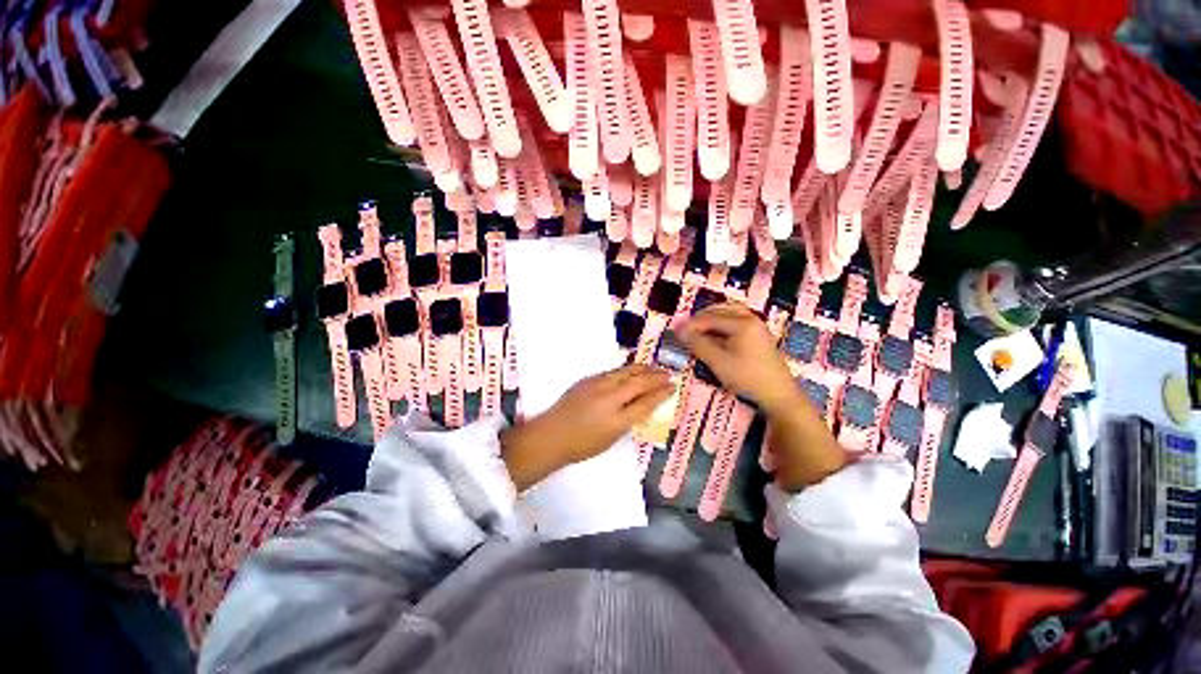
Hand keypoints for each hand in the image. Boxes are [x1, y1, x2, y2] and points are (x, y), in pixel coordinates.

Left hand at [501, 365, 672, 489]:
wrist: (550, 435)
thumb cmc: (581, 445)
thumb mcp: (610, 439)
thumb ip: (628, 420)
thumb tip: (642, 404)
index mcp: (616, 420)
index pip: (645, 403)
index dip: (661, 394)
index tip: (673, 387)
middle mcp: (609, 399)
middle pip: (638, 383)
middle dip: (655, 377)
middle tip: (669, 374)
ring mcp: (597, 386)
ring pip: (625, 372)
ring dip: (643, 369)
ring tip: (655, 367)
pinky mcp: (588, 379)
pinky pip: (613, 372)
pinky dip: (627, 369)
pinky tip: (633, 368)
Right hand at [674, 303, 800, 413]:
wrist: (779, 394)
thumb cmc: (747, 377)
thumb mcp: (718, 362)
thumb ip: (698, 344)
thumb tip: (680, 331)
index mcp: (742, 323)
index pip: (710, 318)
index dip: (691, 324)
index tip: (675, 331)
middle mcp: (751, 318)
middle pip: (721, 309)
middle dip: (702, 317)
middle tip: (687, 329)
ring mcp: (757, 325)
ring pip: (730, 312)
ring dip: (713, 317)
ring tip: (699, 329)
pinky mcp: (759, 334)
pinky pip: (738, 319)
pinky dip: (723, 322)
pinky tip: (716, 334)